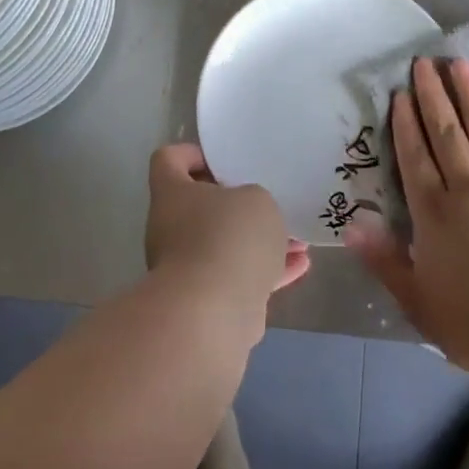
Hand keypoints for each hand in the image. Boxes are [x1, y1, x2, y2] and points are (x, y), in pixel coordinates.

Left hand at [147, 144, 309, 308]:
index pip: (168, 160)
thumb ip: (254, 199)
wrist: (211, 314)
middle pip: (200, 206)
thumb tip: (248, 217)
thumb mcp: (256, 199)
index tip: (224, 160)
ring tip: (298, 238)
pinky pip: (238, 277)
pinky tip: (299, 266)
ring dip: (259, 241)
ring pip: (225, 245)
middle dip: (238, 205)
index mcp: (172, 194)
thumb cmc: (228, 237)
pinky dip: (266, 271)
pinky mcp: (207, 301)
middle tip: (269, 202)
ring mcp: (187, 268)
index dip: (193, 154)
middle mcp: (171, 229)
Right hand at [345, 57, 468, 373]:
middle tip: (423, 63)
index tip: (400, 94)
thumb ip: (385, 261)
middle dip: (433, 96)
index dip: (405, 124)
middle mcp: (467, 189)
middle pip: (446, 134)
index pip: (415, 158)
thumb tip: (352, 226)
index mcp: (434, 214)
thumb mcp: (419, 302)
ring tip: (459, 64)